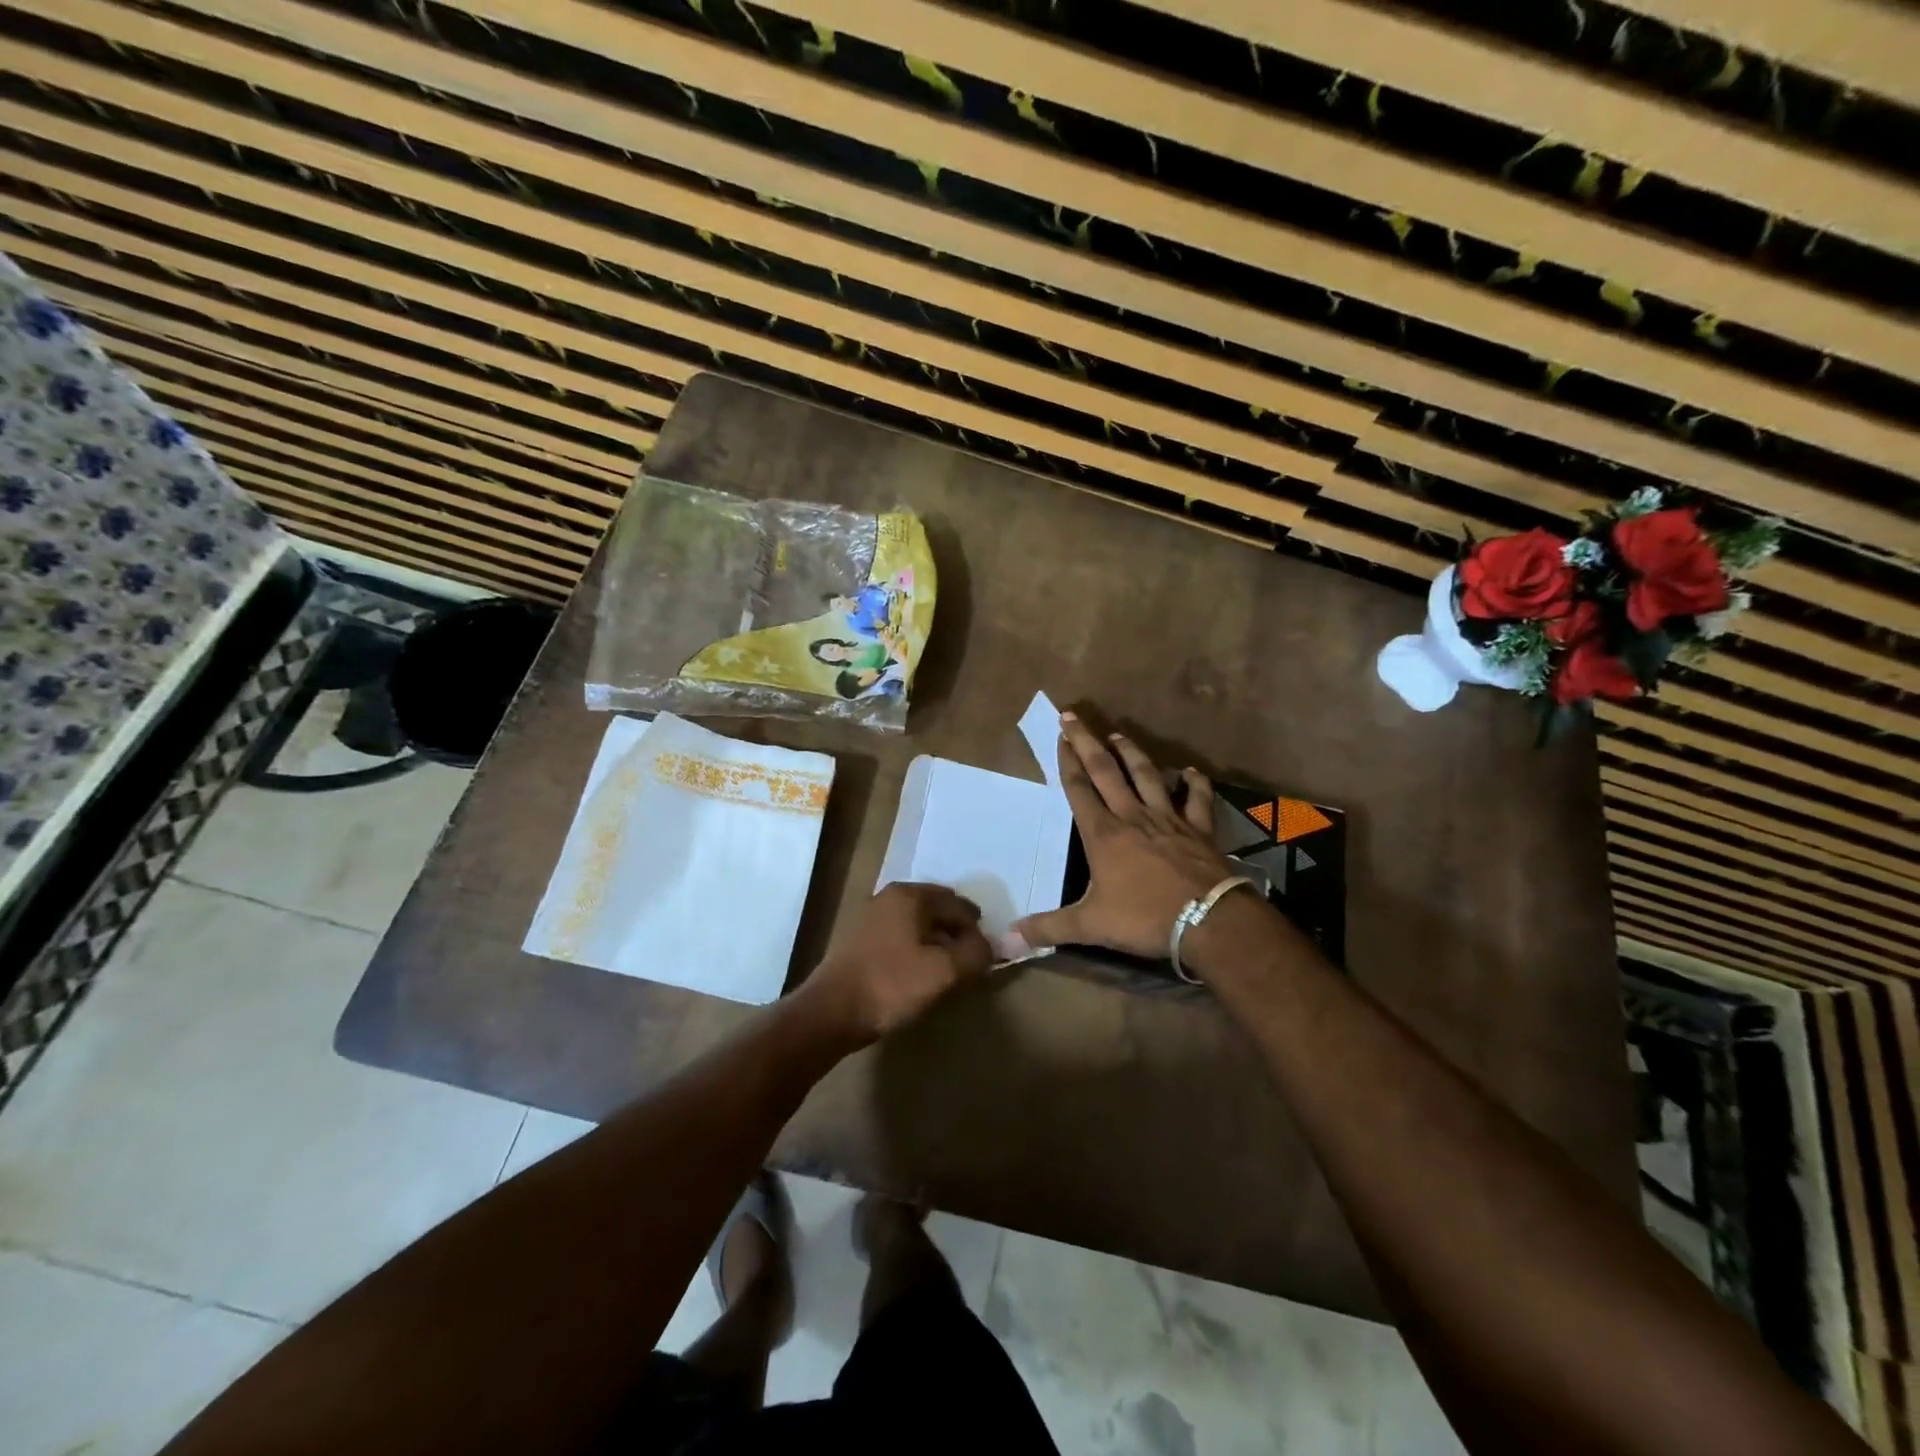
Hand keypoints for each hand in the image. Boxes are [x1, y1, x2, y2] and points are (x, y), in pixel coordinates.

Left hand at [802, 883, 993, 1043]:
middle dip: (956, 932)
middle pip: (936, 909)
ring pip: (916, 922)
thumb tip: (989, 946)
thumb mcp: (944, 972)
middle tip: (969, 960)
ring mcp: (870, 915)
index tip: (985, 956)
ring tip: (946, 969)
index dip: (977, 930)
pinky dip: (915, 947)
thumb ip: (975, 954)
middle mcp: (889, 896)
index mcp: (911, 895)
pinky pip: (899, 935)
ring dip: (935, 941)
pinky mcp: (858, 938)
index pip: (958, 905)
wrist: (830, 1011)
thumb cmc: (891, 984)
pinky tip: (918, 971)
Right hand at [1015, 713, 1234, 957]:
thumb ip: (1048, 929)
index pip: (1079, 788)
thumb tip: (1007, 940)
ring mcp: (1168, 819)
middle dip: (1087, 742)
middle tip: (1074, 716)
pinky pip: (1197, 800)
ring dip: (1131, 753)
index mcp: (1103, 834)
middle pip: (1106, 770)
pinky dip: (1193, 784)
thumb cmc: (1144, 918)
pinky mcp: (1198, 829)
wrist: (1207, 920)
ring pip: (1146, 776)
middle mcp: (1132, 817)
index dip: (1067, 761)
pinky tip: (1189, 772)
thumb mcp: (1090, 926)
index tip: (1060, 736)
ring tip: (1119, 735)